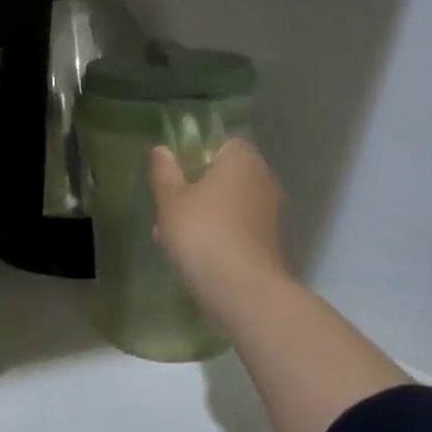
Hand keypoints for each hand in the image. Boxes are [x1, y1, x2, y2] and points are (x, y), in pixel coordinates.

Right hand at [148, 138, 290, 327]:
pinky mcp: (268, 242)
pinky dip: (216, 234)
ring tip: (169, 236)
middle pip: (224, 176)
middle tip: (167, 207)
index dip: (197, 154)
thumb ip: (164, 171)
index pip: (223, 143)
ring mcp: (269, 213)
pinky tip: (190, 254)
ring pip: (227, 204)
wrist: (242, 288)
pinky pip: (236, 228)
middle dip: (195, 189)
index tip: (175, 173)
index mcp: (242, 160)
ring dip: (202, 214)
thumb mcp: (170, 199)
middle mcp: (262, 180)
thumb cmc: (202, 231)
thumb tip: (161, 150)